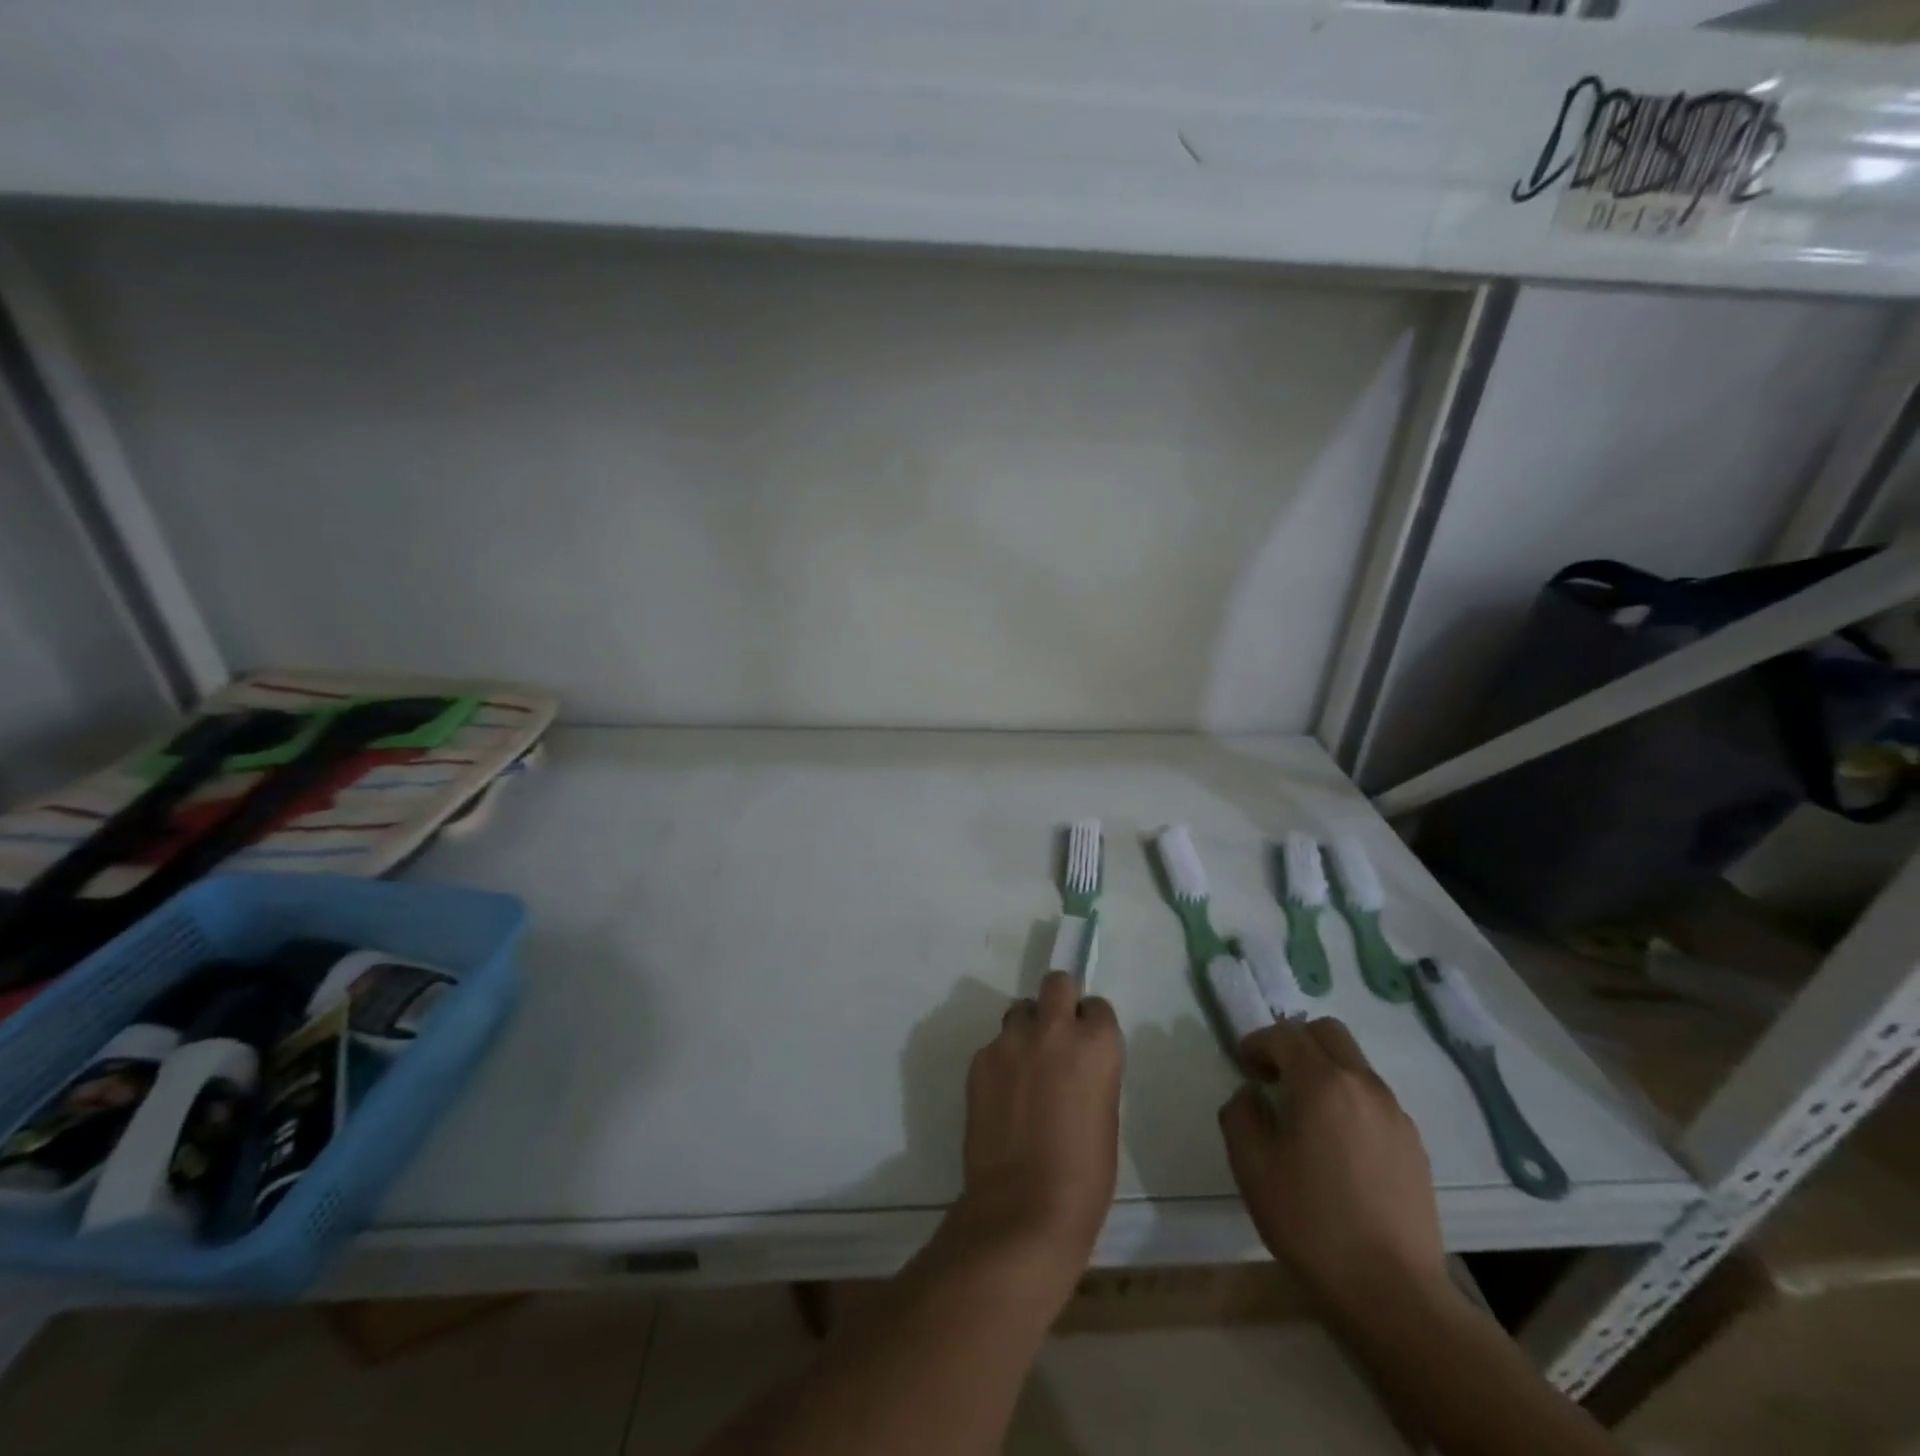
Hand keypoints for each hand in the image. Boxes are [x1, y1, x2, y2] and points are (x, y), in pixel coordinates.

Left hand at [945, 971, 1122, 1294]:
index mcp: (1096, 1044)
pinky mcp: (980, 1059)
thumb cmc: (1084, 1175)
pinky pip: (995, 1046)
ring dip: (1026, 1030)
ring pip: (1019, 1011)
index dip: (1091, 1024)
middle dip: (1057, 1001)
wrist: (1024, 1208)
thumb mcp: (1106, 1114)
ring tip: (1024, 1068)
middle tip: (1055, 1036)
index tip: (1086, 1045)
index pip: (1097, 1006)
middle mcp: (1054, 1029)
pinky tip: (1002, 1097)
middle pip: (1055, 983)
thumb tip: (1074, 1066)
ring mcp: (1012, 1041)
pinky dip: (1001, 1062)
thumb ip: (1091, 1073)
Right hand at [1218, 1018, 1447, 1318]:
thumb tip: (1252, 1095)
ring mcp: (1395, 1114)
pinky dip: (1348, 1100)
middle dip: (1295, 1042)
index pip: (1286, 1035)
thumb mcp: (1252, 1166)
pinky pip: (1374, 1098)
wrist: (1393, 1294)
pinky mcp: (1414, 1145)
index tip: (1243, 1065)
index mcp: (1322, 1084)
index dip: (1258, 1042)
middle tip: (1274, 1075)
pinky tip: (1337, 1145)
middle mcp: (1364, 1086)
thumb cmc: (1311, 1223)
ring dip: (1324, 1070)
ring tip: (1304, 1113)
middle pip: (1328, 1032)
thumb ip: (1241, 1114)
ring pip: (1354, 1064)